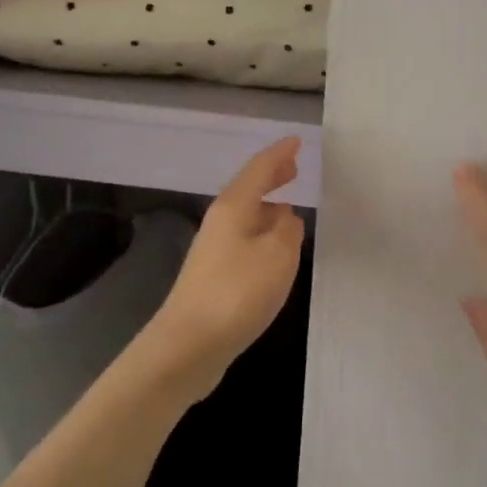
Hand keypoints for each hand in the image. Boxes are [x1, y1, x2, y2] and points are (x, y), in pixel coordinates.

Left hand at [152, 137, 305, 397]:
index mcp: (233, 208)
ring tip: (289, 205)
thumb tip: (287, 218)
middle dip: (271, 176)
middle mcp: (220, 223)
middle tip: (293, 167)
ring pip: (246, 215)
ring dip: (268, 206)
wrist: (189, 345)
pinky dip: (263, 232)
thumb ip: (289, 231)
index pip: (259, 169)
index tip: (297, 141)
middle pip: (248, 189)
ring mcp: (214, 250)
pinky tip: (273, 248)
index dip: (279, 154)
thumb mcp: (278, 256)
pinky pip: (244, 239)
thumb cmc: (237, 293)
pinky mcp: (214, 276)